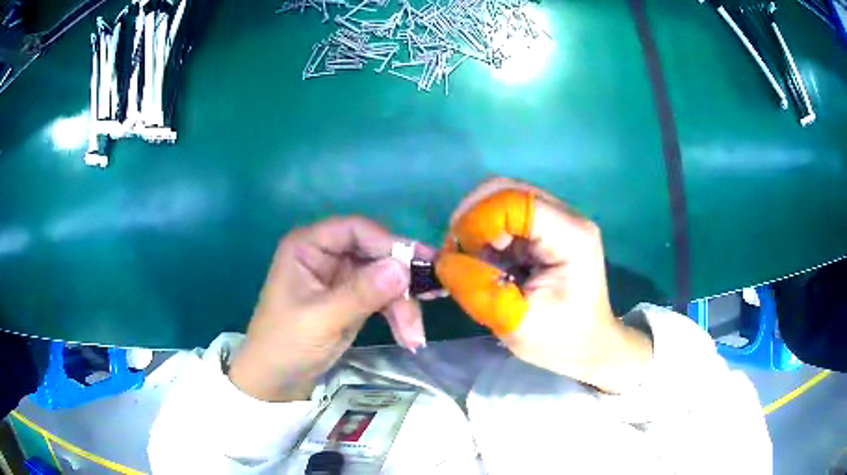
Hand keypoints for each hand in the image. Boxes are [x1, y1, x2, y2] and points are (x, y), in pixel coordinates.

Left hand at [228, 217, 430, 401]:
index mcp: (308, 246)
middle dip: (401, 280)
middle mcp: (327, 255)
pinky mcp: (353, 299)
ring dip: (403, 305)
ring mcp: (341, 278)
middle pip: (376, 253)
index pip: (355, 229)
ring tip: (415, 336)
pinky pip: (384, 298)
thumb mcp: (321, 319)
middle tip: (431, 297)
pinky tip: (410, 336)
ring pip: (385, 277)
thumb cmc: (285, 344)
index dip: (388, 243)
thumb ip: (361, 293)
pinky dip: (398, 315)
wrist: (276, 381)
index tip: (417, 265)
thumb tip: (403, 268)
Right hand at [436, 178, 651, 392]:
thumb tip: (444, 260)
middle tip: (456, 251)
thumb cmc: (561, 340)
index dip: (478, 220)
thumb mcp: (516, 322)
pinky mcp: (549, 230)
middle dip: (473, 217)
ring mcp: (559, 220)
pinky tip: (486, 261)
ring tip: (469, 259)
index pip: (514, 202)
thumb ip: (478, 289)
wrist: (591, 346)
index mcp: (570, 236)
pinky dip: (488, 234)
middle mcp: (567, 217)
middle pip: (508, 190)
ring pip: (504, 200)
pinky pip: (508, 217)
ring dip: (479, 225)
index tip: (457, 252)